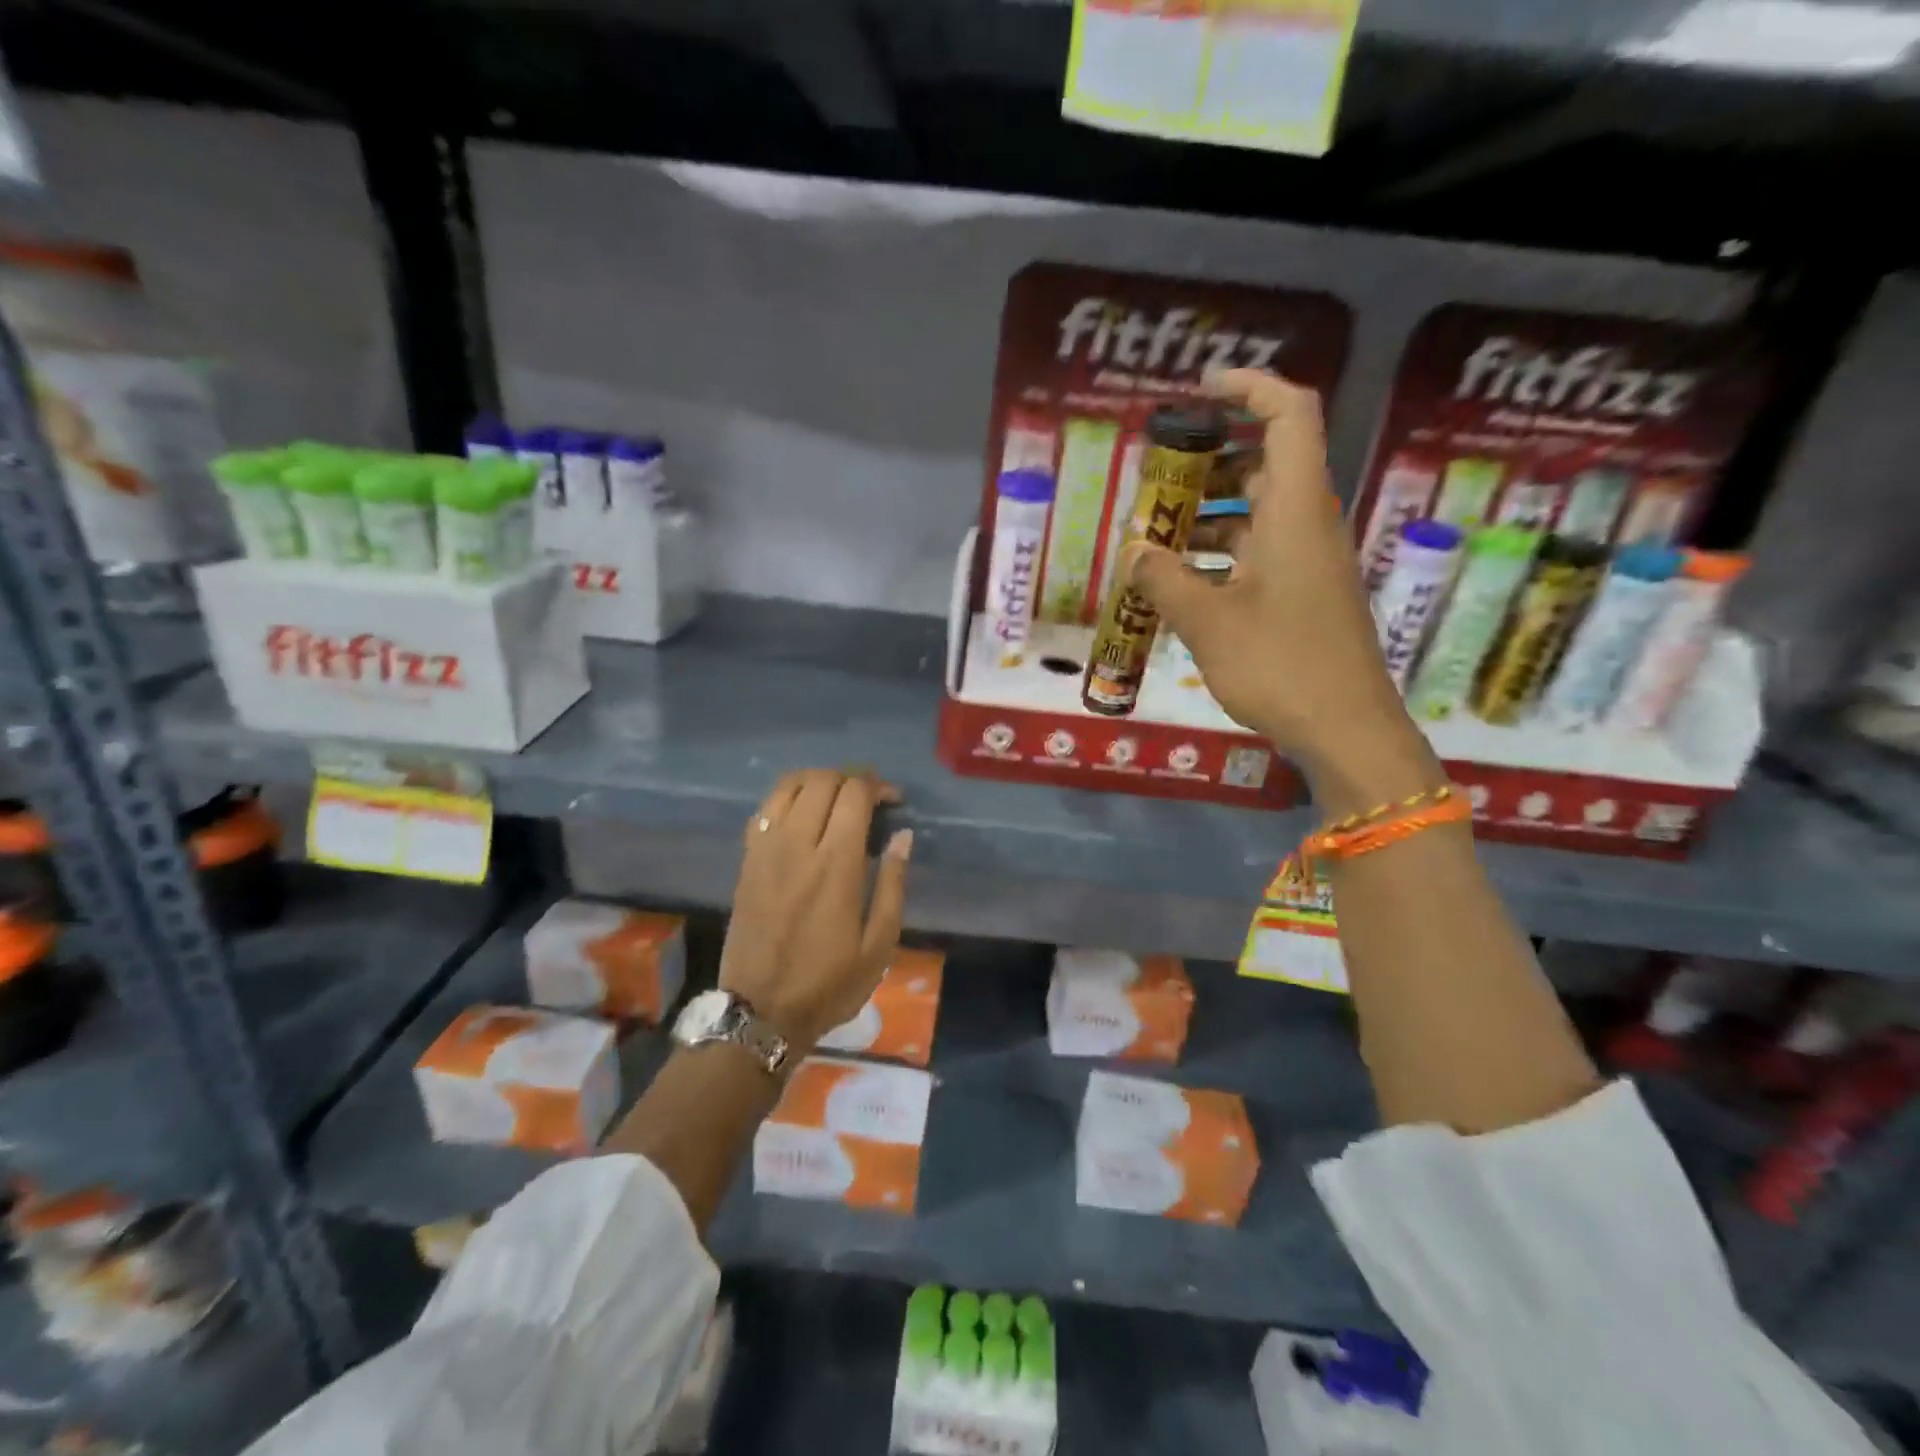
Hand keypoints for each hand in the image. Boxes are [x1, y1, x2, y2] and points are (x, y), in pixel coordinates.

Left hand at [720, 769, 912, 1051]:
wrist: (760, 1010)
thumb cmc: (829, 983)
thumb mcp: (879, 945)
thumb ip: (892, 884)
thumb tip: (903, 836)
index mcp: (835, 865)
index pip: (854, 794)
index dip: (877, 786)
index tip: (893, 800)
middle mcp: (798, 845)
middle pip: (822, 781)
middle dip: (851, 777)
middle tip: (869, 798)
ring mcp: (766, 850)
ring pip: (789, 786)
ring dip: (818, 780)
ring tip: (836, 797)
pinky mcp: (747, 860)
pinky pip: (764, 808)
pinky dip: (787, 797)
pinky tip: (802, 814)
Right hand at [1125, 370, 1439, 809]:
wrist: (1346, 730)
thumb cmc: (1280, 666)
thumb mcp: (1208, 622)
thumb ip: (1164, 579)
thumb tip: (1131, 551)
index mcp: (1296, 512)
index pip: (1290, 416)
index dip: (1250, 388)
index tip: (1201, 391)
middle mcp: (1308, 526)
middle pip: (1265, 465)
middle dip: (1209, 466)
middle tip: (1156, 484)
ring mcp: (1309, 564)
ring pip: (1258, 515)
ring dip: (1208, 517)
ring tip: (1154, 540)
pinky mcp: (1304, 597)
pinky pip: (1259, 555)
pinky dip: (1220, 556)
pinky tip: (1181, 585)